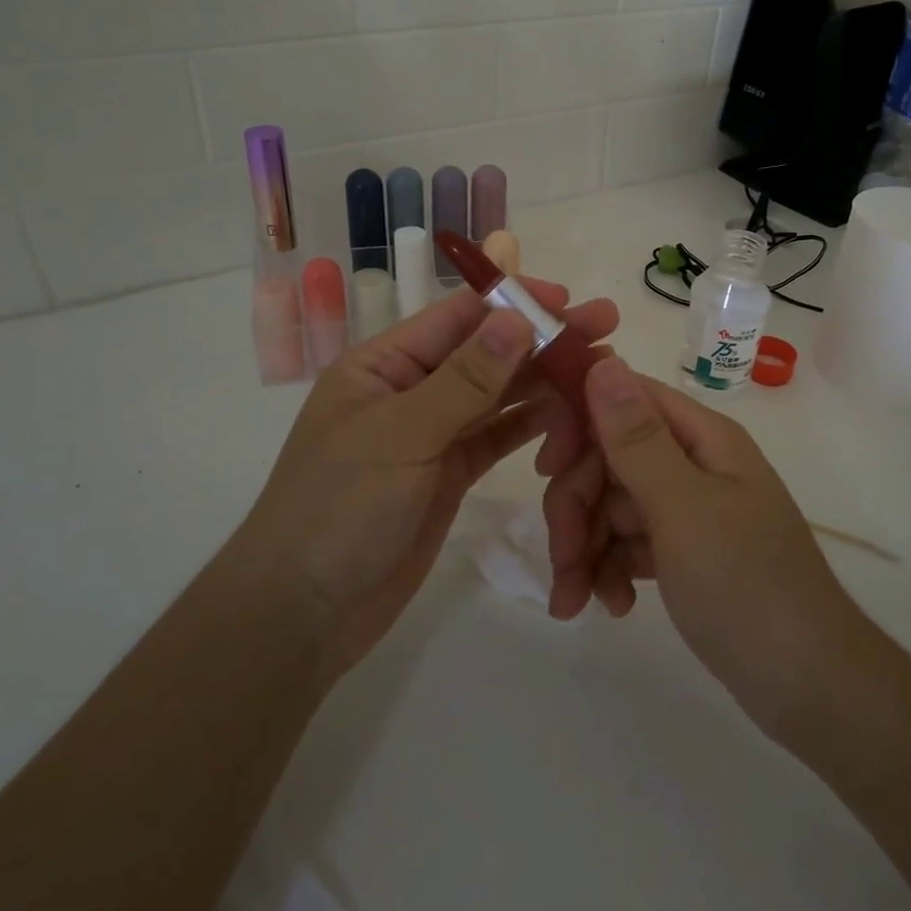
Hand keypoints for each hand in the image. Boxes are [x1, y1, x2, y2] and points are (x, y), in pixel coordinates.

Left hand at [249, 280, 618, 674]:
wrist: (304, 612)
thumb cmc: (340, 508)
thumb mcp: (402, 435)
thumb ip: (465, 379)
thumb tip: (518, 318)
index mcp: (383, 364)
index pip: (457, 317)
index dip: (514, 303)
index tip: (568, 298)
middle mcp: (409, 390)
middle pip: (485, 353)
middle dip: (542, 338)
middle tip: (605, 324)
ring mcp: (431, 433)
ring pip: (497, 394)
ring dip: (544, 379)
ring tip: (599, 367)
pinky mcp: (448, 473)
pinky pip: (496, 437)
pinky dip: (531, 423)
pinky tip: (569, 411)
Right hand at [542, 356, 861, 735]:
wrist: (809, 687)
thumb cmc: (747, 587)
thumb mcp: (683, 509)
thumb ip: (636, 439)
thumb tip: (603, 359)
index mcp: (702, 438)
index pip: (624, 400)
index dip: (579, 423)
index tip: (546, 468)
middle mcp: (694, 463)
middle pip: (610, 459)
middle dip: (576, 506)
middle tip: (561, 559)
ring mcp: (689, 509)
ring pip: (611, 505)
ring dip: (584, 548)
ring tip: (574, 602)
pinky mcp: (684, 552)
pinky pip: (628, 543)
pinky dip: (610, 570)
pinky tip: (612, 607)